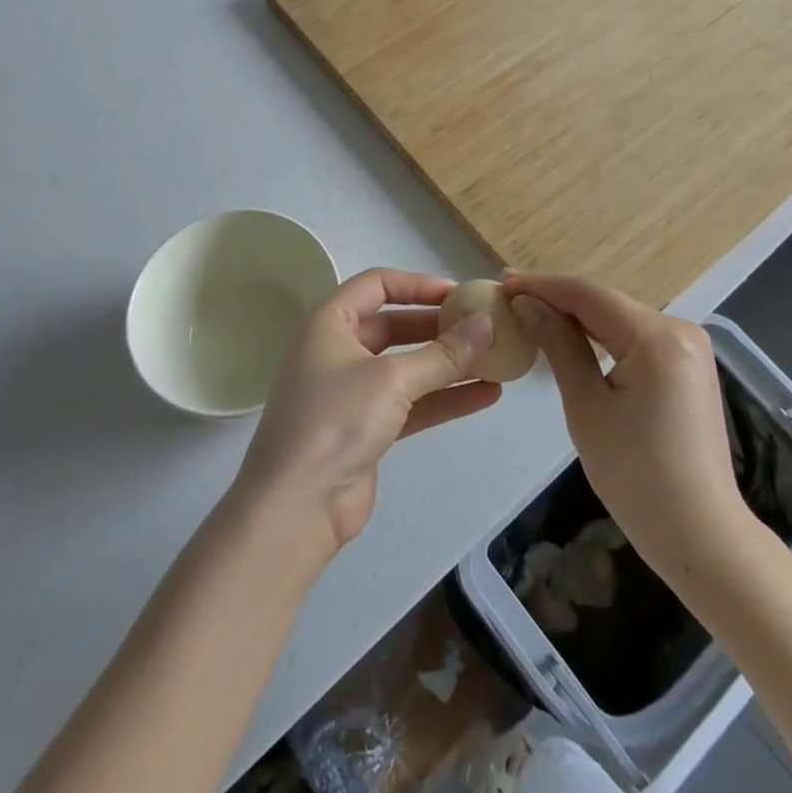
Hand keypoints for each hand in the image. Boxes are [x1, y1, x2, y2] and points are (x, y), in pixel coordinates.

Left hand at [230, 268, 501, 567]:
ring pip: (406, 367)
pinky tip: (485, 396)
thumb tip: (486, 324)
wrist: (296, 508)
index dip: (418, 285)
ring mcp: (351, 392)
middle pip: (394, 325)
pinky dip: (443, 398)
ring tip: (495, 360)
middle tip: (481, 326)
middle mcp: (337, 350)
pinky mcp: (366, 428)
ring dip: (447, 364)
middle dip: (438, 326)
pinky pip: (411, 403)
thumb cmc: (336, 421)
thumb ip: (443, 353)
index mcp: (329, 323)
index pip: (376, 285)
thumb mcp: (392, 380)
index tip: (460, 294)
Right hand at [503, 272, 749, 582]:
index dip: (542, 285)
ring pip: (619, 319)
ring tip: (530, 311)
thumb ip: (559, 345)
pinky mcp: (688, 369)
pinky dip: (601, 336)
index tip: (502, 283)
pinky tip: (571, 337)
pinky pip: (636, 339)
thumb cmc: (637, 477)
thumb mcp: (586, 407)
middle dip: (557, 299)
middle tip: (509, 297)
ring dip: (577, 317)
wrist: (702, 539)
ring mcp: (689, 349)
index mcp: (658, 337)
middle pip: (606, 303)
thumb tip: (527, 304)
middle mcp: (680, 330)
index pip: (589, 295)